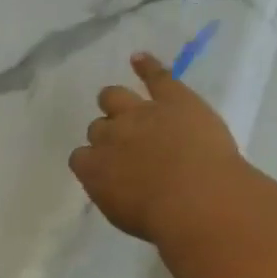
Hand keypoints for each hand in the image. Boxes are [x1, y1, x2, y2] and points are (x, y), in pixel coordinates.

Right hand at [70, 51, 242, 241]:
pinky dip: (146, 65)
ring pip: (114, 97)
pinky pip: (156, 76)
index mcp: (93, 169)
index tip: (102, 168)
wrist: (196, 199)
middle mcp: (109, 136)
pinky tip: (139, 59)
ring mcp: (140, 113)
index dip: (91, 160)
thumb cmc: (158, 219)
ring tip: (117, 103)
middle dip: (105, 134)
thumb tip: (111, 182)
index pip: (80, 157)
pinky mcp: (173, 98)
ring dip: (113, 100)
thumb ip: (109, 192)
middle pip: (97, 127)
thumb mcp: (120, 214)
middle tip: (120, 144)